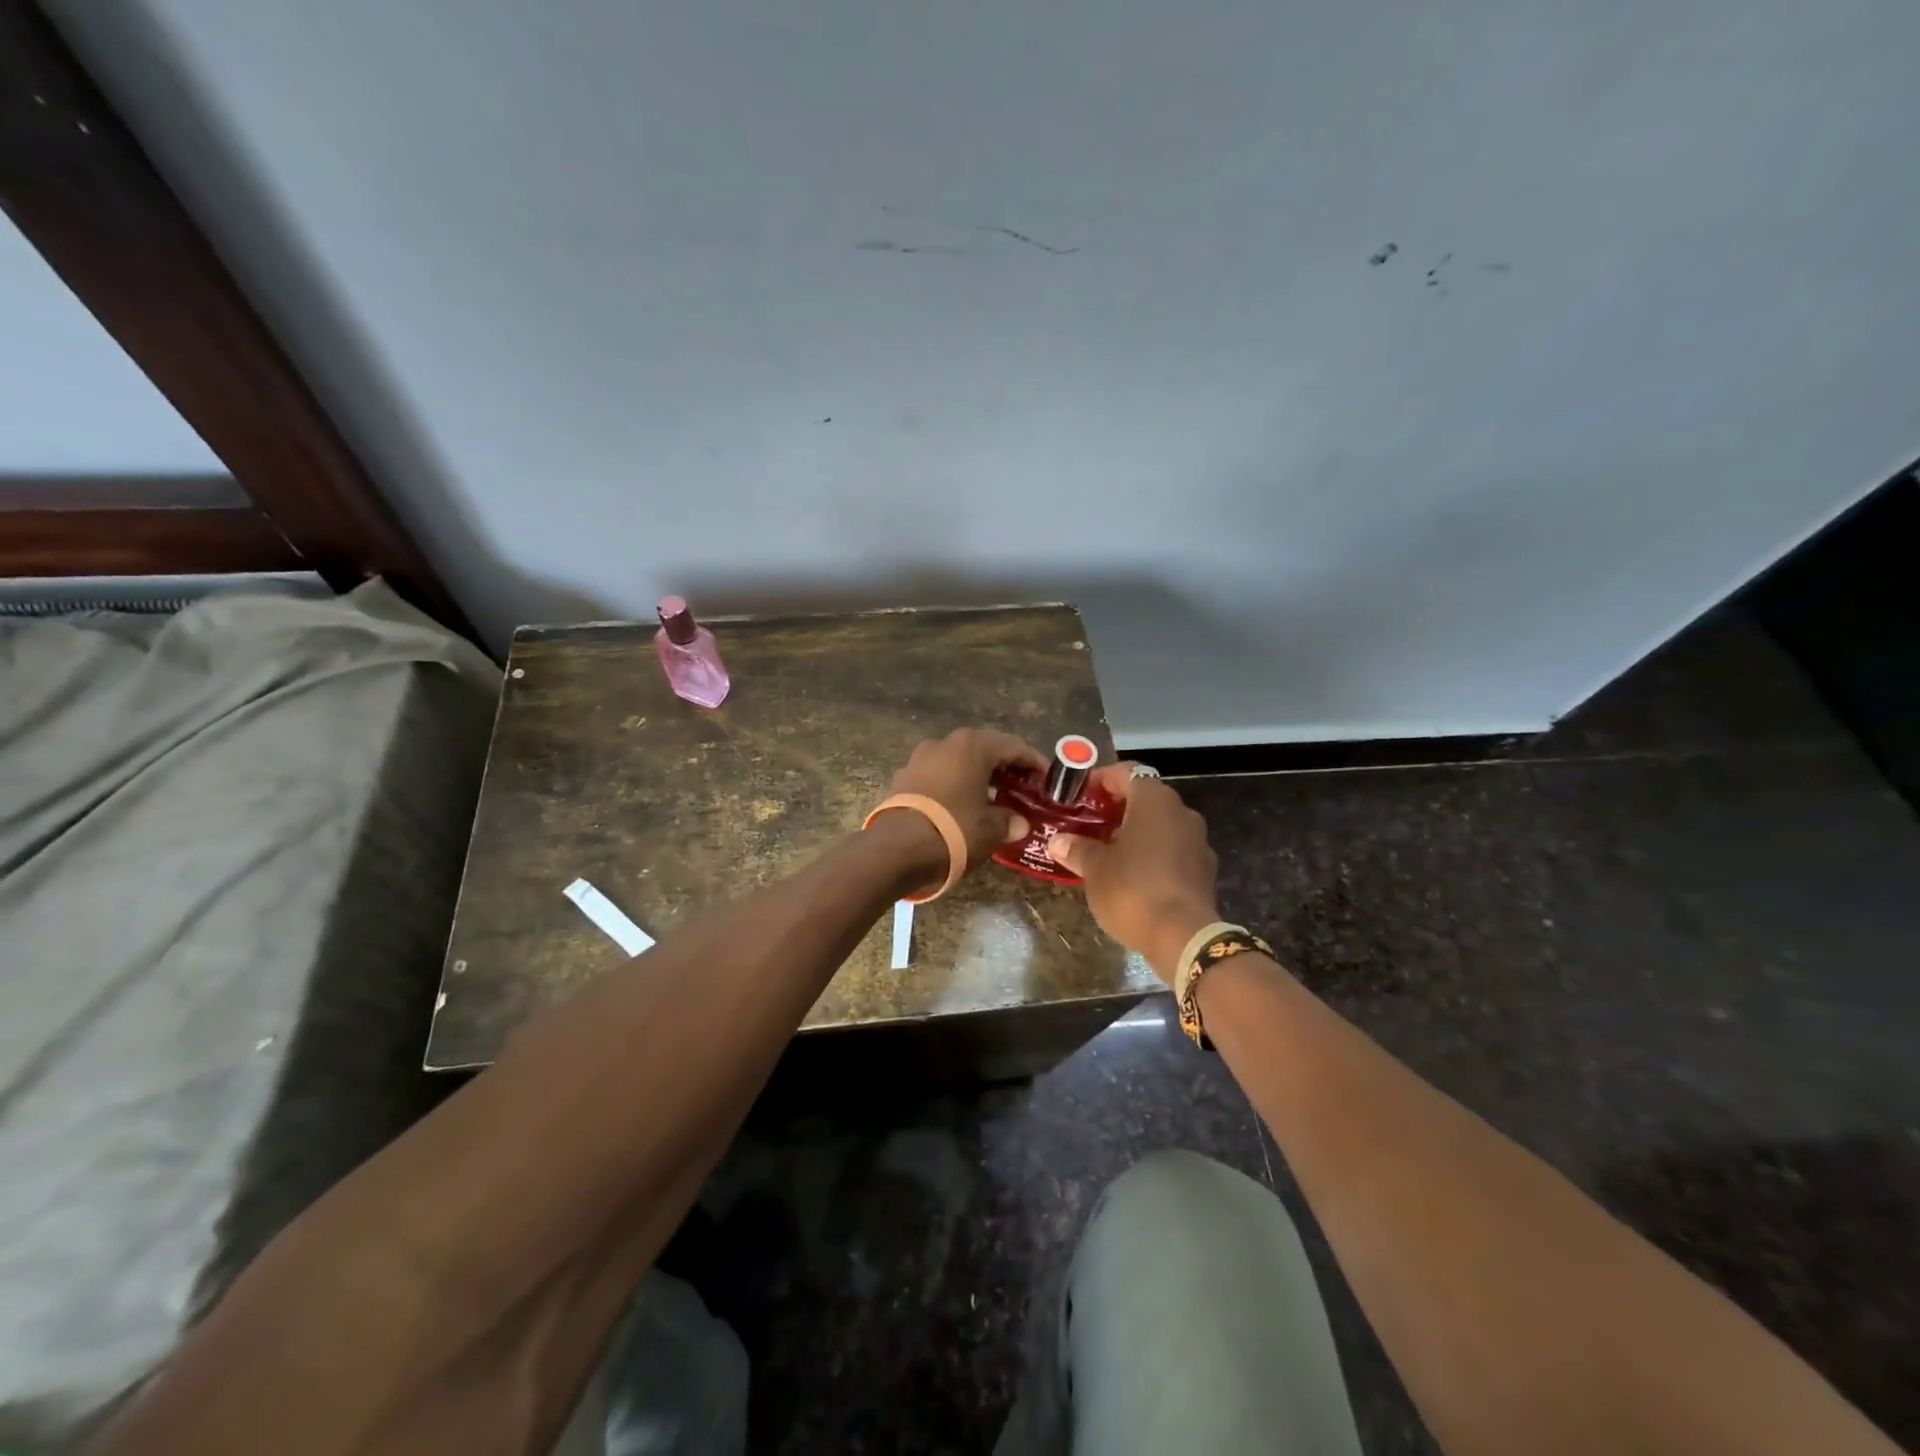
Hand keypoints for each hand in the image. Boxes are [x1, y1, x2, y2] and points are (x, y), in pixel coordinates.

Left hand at [888, 727, 1046, 868]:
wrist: (897, 849)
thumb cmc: (954, 830)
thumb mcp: (991, 829)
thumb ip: (1009, 821)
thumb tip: (1019, 823)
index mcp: (972, 746)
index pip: (1013, 747)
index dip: (1034, 762)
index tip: (1048, 779)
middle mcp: (945, 743)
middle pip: (984, 749)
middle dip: (1005, 767)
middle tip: (1023, 787)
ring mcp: (920, 758)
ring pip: (959, 761)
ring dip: (978, 775)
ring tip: (995, 797)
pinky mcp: (904, 777)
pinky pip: (939, 774)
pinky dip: (956, 784)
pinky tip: (964, 804)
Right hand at [1047, 765, 1220, 985]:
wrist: (1183, 938)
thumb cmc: (1133, 889)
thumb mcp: (1095, 868)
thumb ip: (1077, 848)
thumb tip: (1058, 840)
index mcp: (1155, 800)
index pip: (1126, 772)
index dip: (1100, 779)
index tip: (1078, 795)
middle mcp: (1181, 812)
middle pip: (1144, 798)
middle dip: (1116, 808)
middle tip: (1087, 824)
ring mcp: (1198, 842)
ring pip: (1160, 825)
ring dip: (1134, 832)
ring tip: (1105, 851)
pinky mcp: (1204, 870)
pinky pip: (1172, 850)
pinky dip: (1151, 854)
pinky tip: (1130, 875)